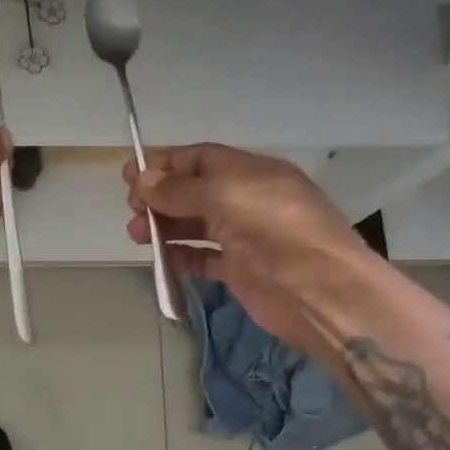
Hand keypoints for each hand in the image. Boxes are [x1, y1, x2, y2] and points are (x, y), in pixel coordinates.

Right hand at [124, 144, 374, 350]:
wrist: (320, 291)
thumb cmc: (275, 231)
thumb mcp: (225, 196)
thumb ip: (180, 190)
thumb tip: (143, 180)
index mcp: (251, 172)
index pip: (200, 159)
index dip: (165, 164)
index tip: (129, 175)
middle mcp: (248, 200)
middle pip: (194, 191)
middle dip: (160, 197)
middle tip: (132, 210)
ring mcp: (245, 236)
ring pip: (195, 225)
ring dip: (165, 227)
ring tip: (136, 236)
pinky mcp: (242, 270)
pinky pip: (203, 258)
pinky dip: (181, 256)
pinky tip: (161, 260)